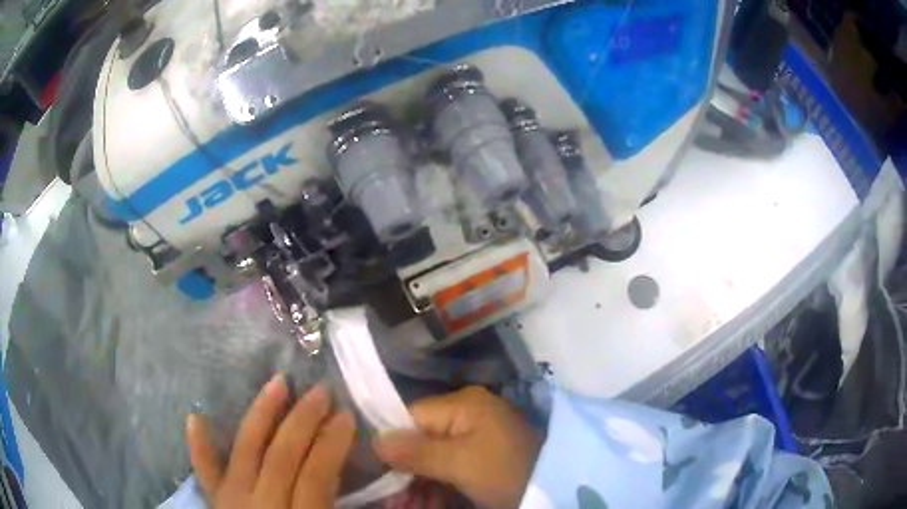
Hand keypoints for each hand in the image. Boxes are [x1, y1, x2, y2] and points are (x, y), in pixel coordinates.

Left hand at [186, 375, 354, 508]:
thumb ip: (337, 508)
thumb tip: (365, 486)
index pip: (313, 477)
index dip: (331, 445)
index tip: (346, 417)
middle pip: (280, 457)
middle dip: (302, 421)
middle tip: (320, 391)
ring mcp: (231, 504)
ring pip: (243, 453)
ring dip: (259, 417)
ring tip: (276, 384)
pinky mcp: (217, 505)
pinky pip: (205, 474)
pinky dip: (200, 448)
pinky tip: (196, 417)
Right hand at [372, 386, 542, 508]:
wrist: (552, 488)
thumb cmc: (504, 470)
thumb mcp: (459, 463)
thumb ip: (415, 452)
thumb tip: (374, 441)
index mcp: (462, 405)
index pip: (411, 418)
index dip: (392, 446)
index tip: (377, 475)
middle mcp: (466, 417)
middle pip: (421, 442)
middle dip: (404, 475)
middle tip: (392, 503)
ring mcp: (476, 439)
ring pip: (433, 460)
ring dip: (417, 487)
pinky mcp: (482, 459)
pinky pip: (450, 471)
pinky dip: (437, 489)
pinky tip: (426, 506)